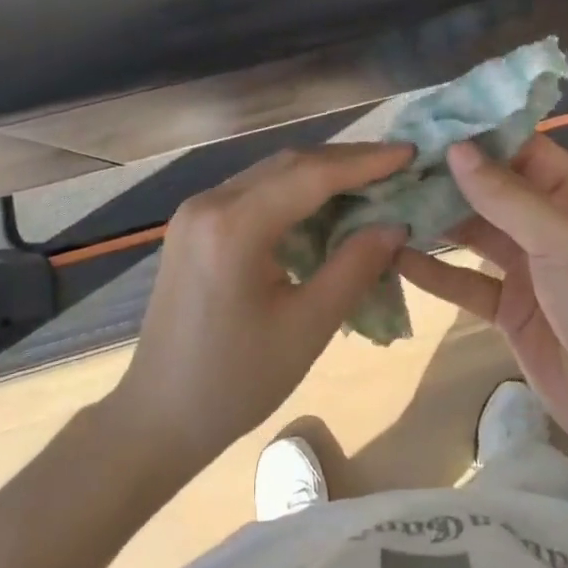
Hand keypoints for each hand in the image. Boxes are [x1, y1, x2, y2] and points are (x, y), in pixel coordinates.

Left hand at [106, 144, 411, 475]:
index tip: (409, 152)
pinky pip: (252, 193)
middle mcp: (209, 203)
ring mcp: (195, 211)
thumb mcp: (306, 328)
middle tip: (396, 165)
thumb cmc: (236, 381)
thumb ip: (354, 268)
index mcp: (233, 227)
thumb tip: (394, 225)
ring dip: (319, 174)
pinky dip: (292, 193)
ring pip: (270, 174)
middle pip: (288, 164)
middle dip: (345, 161)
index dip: (365, 162)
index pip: (310, 175)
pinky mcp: (193, 225)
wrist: (158, 415)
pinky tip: (322, 206)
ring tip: (369, 181)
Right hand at [395, 137, 567, 460]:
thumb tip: (456, 148)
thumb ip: (506, 196)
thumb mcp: (563, 240)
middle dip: (442, 177)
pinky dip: (433, 271)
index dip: (473, 133)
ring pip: (471, 233)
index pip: (517, 148)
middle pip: (487, 189)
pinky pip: (464, 281)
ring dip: (432, 220)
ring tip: (380, 201)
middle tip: (386, 162)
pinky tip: (394, 256)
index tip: (421, 121)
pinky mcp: (509, 310)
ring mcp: (527, 268)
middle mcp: (548, 224)